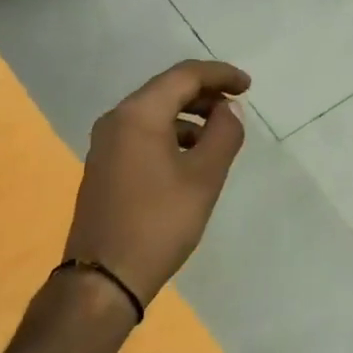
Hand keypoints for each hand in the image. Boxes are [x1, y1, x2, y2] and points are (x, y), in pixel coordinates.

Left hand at [64, 60, 250, 307]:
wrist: (104, 277)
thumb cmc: (159, 223)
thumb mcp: (203, 178)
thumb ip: (223, 135)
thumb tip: (229, 110)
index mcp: (138, 114)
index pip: (184, 75)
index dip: (220, 75)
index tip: (248, 86)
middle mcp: (116, 120)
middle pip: (166, 90)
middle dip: (205, 94)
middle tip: (237, 106)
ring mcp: (105, 144)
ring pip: (153, 114)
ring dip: (189, 117)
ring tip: (219, 136)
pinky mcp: (104, 167)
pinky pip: (142, 134)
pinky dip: (170, 135)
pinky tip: (190, 158)